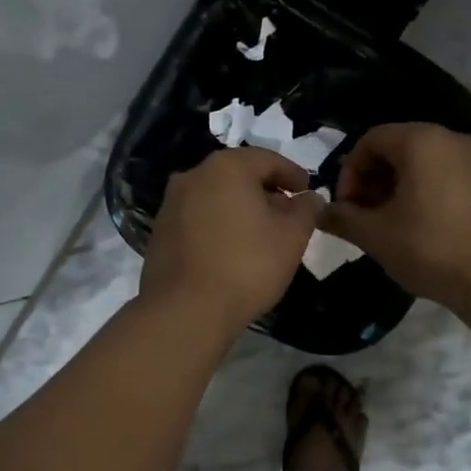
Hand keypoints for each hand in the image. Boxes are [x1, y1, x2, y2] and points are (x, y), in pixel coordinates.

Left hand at [141, 148, 321, 332]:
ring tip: (259, 234)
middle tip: (286, 215)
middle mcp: (193, 176)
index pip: (268, 160)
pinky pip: (197, 218)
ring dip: (239, 208)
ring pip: (215, 196)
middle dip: (265, 191)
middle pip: (238, 175)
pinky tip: (230, 249)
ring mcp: (171, 204)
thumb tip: (310, 198)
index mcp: (226, 167)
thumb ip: (306, 211)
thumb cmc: (247, 266)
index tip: (307, 192)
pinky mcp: (160, 231)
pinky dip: (217, 224)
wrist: (185, 310)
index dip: (293, 175)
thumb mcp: (291, 238)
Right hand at [323, 123, 470, 310]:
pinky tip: (419, 228)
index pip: (370, 140)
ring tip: (388, 225)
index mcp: (421, 141)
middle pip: (398, 148)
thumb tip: (321, 213)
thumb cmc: (430, 248)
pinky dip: (425, 193)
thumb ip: (343, 218)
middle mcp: (451, 139)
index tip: (346, 207)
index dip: (349, 172)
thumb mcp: (375, 235)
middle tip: (362, 217)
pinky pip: (446, 176)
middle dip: (372, 180)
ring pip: (423, 163)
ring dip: (397, 188)